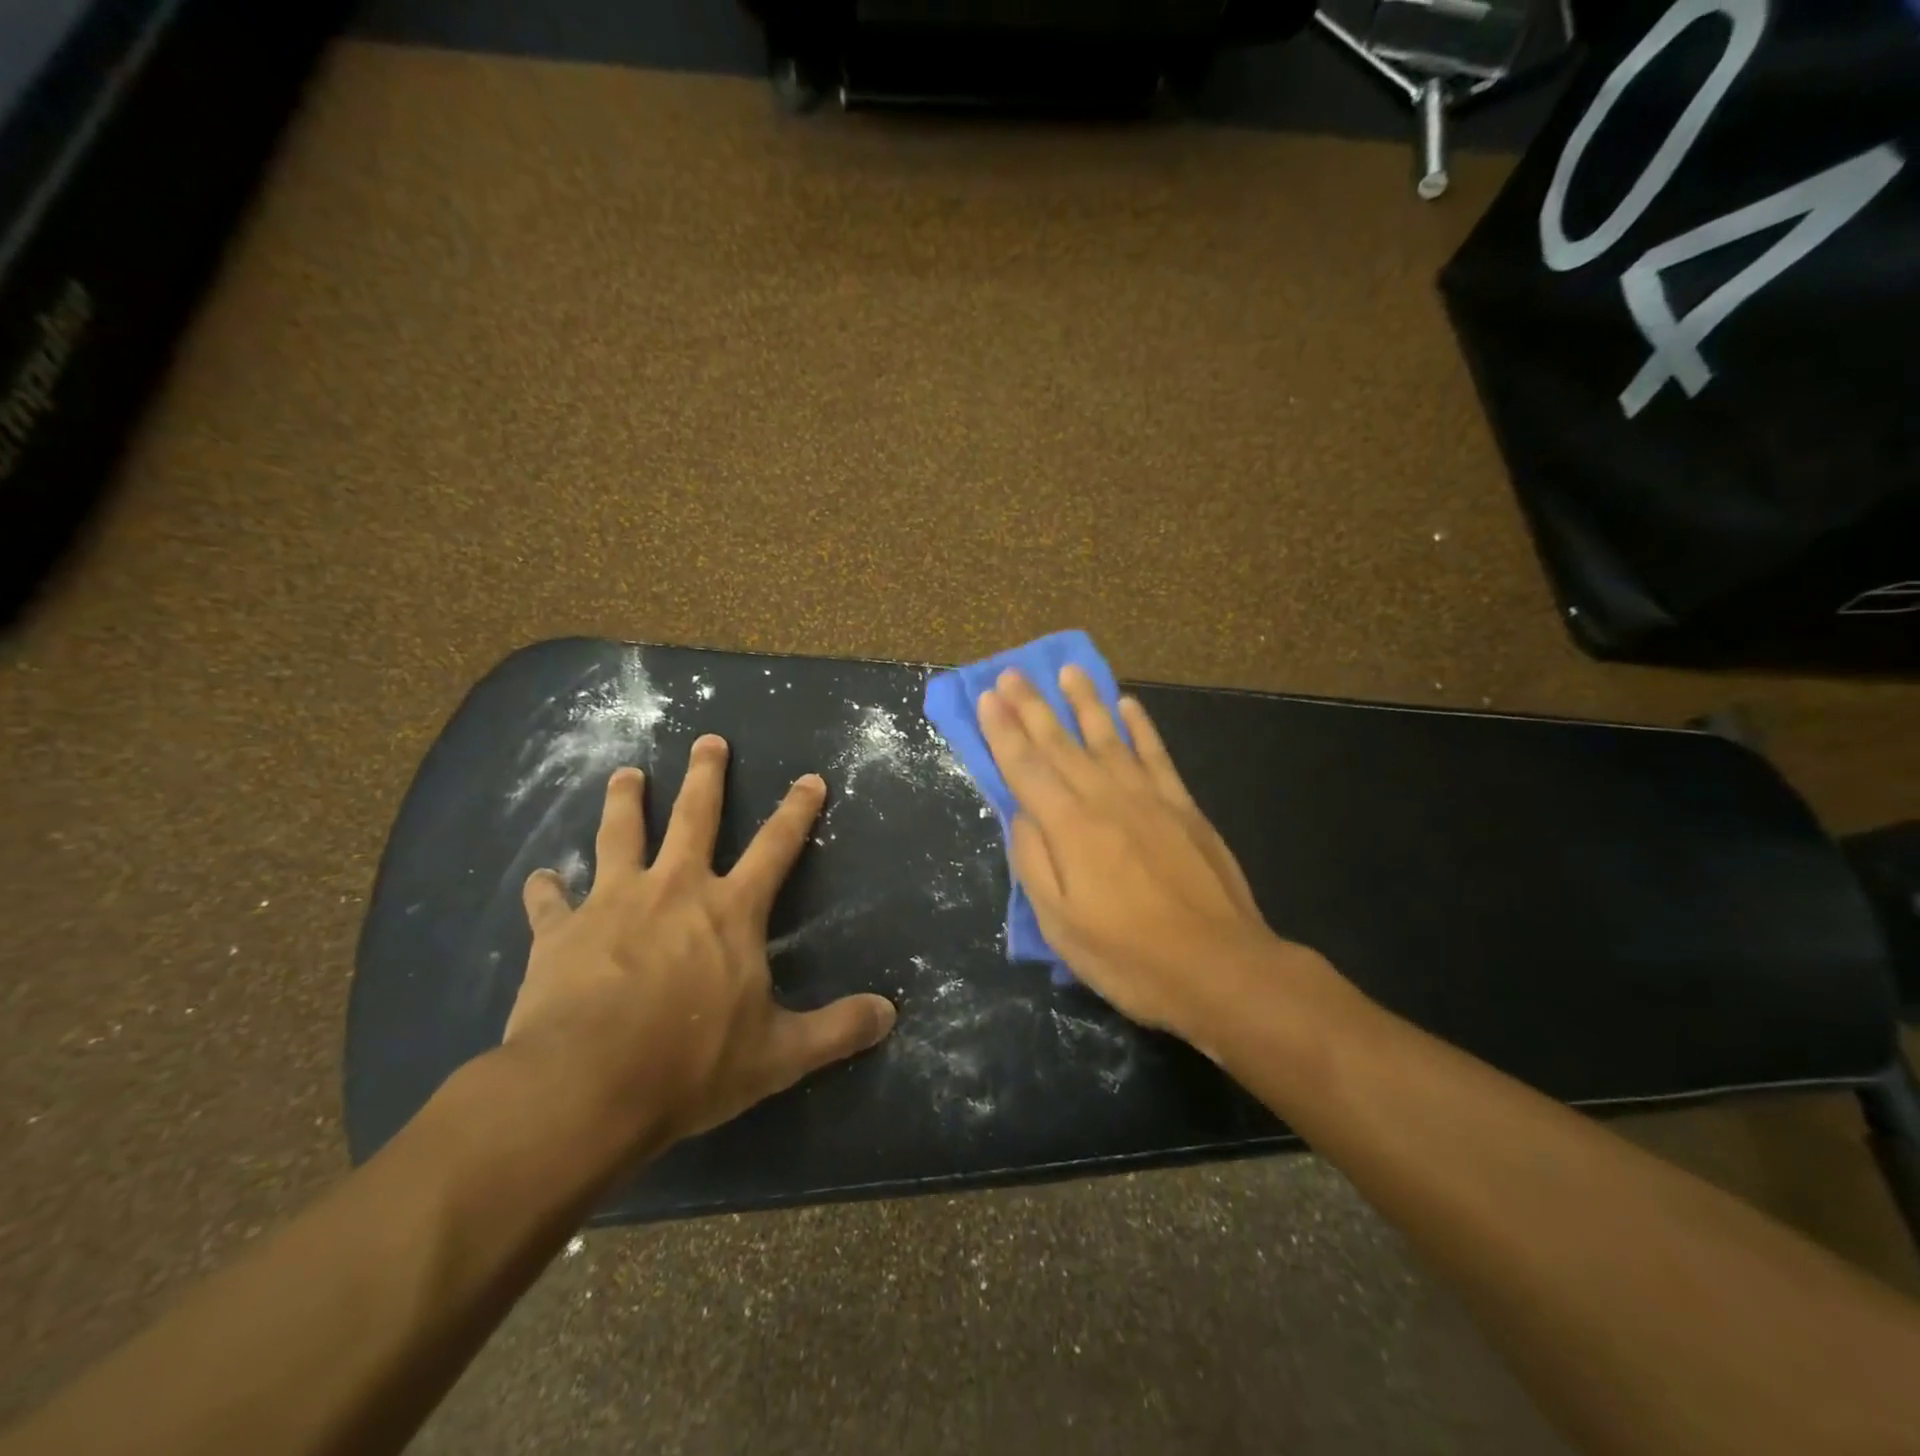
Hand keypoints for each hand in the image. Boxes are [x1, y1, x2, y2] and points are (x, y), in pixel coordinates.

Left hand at [505, 737, 896, 1151]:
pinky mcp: (560, 932)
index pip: (776, 847)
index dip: (797, 811)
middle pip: (695, 816)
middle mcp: (675, 889)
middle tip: (708, 740)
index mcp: (731, 910)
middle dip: (706, 775)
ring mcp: (613, 903)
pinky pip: (550, 902)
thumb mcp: (779, 1055)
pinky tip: (540, 879)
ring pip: (620, 835)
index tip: (810, 778)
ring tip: (625, 774)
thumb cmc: (691, 1065)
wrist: (585, 1087)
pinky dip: (546, 890)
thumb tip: (890, 1014)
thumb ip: (837, 1030)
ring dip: (625, 802)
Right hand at [977, 667, 1333, 1044]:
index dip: (1003, 731)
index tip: (987, 697)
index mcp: (1070, 827)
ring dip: (1085, 701)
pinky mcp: (1184, 806)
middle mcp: (1106, 798)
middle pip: (1061, 743)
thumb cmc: (1129, 956)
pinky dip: (1140, 726)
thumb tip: (1019, 814)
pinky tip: (1128, 704)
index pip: (1026, 767)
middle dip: (1032, 706)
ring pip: (1108, 736)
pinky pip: (1156, 754)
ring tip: (1068, 670)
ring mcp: (1149, 798)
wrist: (1220, 967)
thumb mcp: (1060, 925)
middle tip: (1011, 673)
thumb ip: (1034, 862)